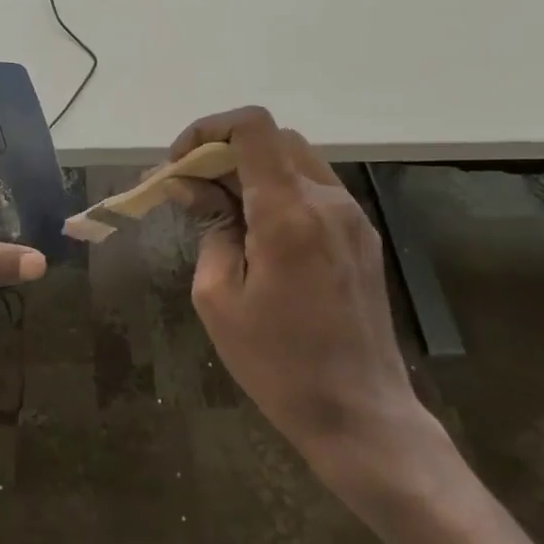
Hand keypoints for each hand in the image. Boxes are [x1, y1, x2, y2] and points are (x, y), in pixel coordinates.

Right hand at [166, 107, 434, 472]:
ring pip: (296, 159)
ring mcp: (352, 216)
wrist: (361, 415)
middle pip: (272, 139)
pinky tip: (260, 230)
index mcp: (288, 213)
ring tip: (223, 209)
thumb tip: (188, 185)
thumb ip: (208, 227)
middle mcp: (327, 200)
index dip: (208, 129)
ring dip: (253, 169)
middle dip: (225, 151)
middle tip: (194, 189)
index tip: (181, 164)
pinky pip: (315, 188)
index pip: (252, 127)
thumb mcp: (219, 297)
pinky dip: (280, 189)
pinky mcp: (362, 235)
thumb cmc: (278, 363)